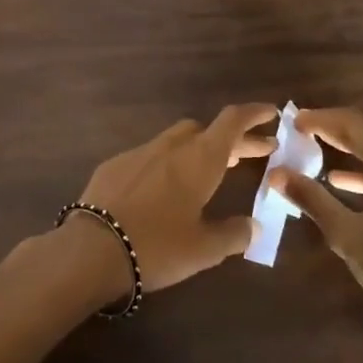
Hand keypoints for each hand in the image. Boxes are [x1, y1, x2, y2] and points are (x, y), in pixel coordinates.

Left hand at [72, 104, 277, 295]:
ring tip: (209, 171)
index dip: (253, 114)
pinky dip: (167, 163)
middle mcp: (170, 147)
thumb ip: (233, 234)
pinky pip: (149, 156)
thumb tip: (252, 225)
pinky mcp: (113, 166)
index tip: (271, 113)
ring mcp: (138, 153)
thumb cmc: (157, 246)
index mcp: (199, 159)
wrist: (91, 248)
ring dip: (197, 150)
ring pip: (175, 140)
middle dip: (230, 139)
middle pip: (204, 130)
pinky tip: (165, 188)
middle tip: (250, 154)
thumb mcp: (204, 249)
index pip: (231, 122)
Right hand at [269, 107, 362, 348]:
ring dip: (359, 152)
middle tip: (308, 135)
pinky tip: (355, 188)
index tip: (295, 122)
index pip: (355, 123)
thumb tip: (277, 174)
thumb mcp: (347, 235)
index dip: (322, 119)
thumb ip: (311, 198)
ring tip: (326, 160)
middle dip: (340, 132)